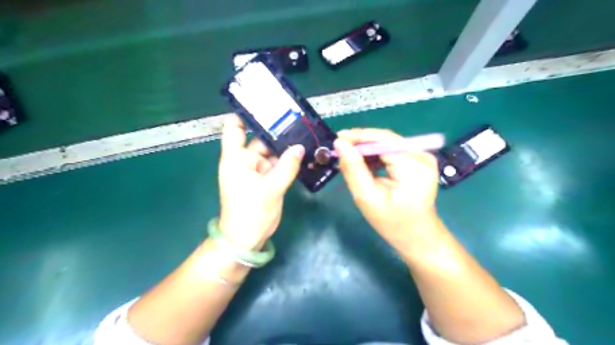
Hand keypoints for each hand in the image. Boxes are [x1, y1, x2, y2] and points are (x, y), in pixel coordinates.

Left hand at [217, 116, 302, 249]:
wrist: (247, 238)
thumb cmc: (251, 211)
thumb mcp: (271, 188)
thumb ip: (287, 166)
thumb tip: (299, 147)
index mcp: (236, 158)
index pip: (234, 128)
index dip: (244, 114)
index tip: (264, 105)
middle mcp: (245, 160)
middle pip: (260, 139)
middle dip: (277, 132)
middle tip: (298, 121)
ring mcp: (257, 170)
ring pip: (272, 153)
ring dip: (286, 147)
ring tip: (305, 135)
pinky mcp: (266, 180)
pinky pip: (278, 165)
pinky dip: (288, 161)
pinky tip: (303, 154)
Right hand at [335, 129, 439, 251]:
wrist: (417, 237)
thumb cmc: (393, 223)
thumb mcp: (367, 198)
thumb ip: (353, 169)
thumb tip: (340, 144)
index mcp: (414, 165)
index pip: (383, 140)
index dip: (359, 137)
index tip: (337, 139)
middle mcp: (422, 155)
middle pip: (386, 139)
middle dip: (361, 143)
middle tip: (339, 149)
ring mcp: (423, 157)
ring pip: (388, 144)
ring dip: (367, 149)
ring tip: (348, 158)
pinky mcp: (419, 160)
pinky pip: (393, 151)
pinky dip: (376, 155)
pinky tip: (364, 164)